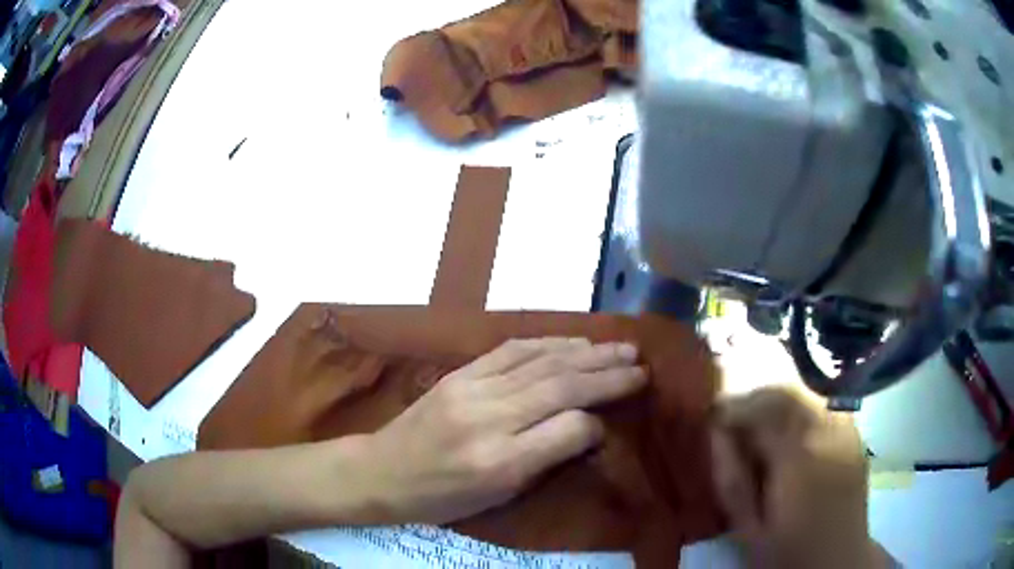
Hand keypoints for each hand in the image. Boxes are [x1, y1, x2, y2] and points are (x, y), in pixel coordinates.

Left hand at [361, 338, 646, 524]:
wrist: (382, 471)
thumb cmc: (442, 498)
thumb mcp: (498, 497)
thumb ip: (545, 461)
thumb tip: (587, 428)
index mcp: (500, 463)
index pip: (568, 430)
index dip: (596, 423)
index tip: (609, 423)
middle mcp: (489, 419)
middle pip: (561, 387)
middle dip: (607, 375)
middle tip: (641, 366)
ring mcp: (472, 389)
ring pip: (542, 362)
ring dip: (587, 353)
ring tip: (620, 348)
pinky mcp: (460, 372)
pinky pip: (512, 350)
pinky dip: (549, 343)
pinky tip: (574, 342)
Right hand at [710, 387, 890, 567]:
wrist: (837, 558)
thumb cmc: (787, 551)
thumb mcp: (748, 527)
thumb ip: (731, 478)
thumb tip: (715, 433)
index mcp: (797, 459)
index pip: (760, 412)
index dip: (732, 408)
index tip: (712, 416)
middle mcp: (826, 434)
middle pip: (785, 394)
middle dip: (753, 399)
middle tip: (731, 418)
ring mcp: (846, 431)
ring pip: (805, 396)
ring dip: (776, 403)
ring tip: (758, 425)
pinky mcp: (854, 435)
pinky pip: (823, 407)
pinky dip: (800, 410)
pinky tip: (790, 432)